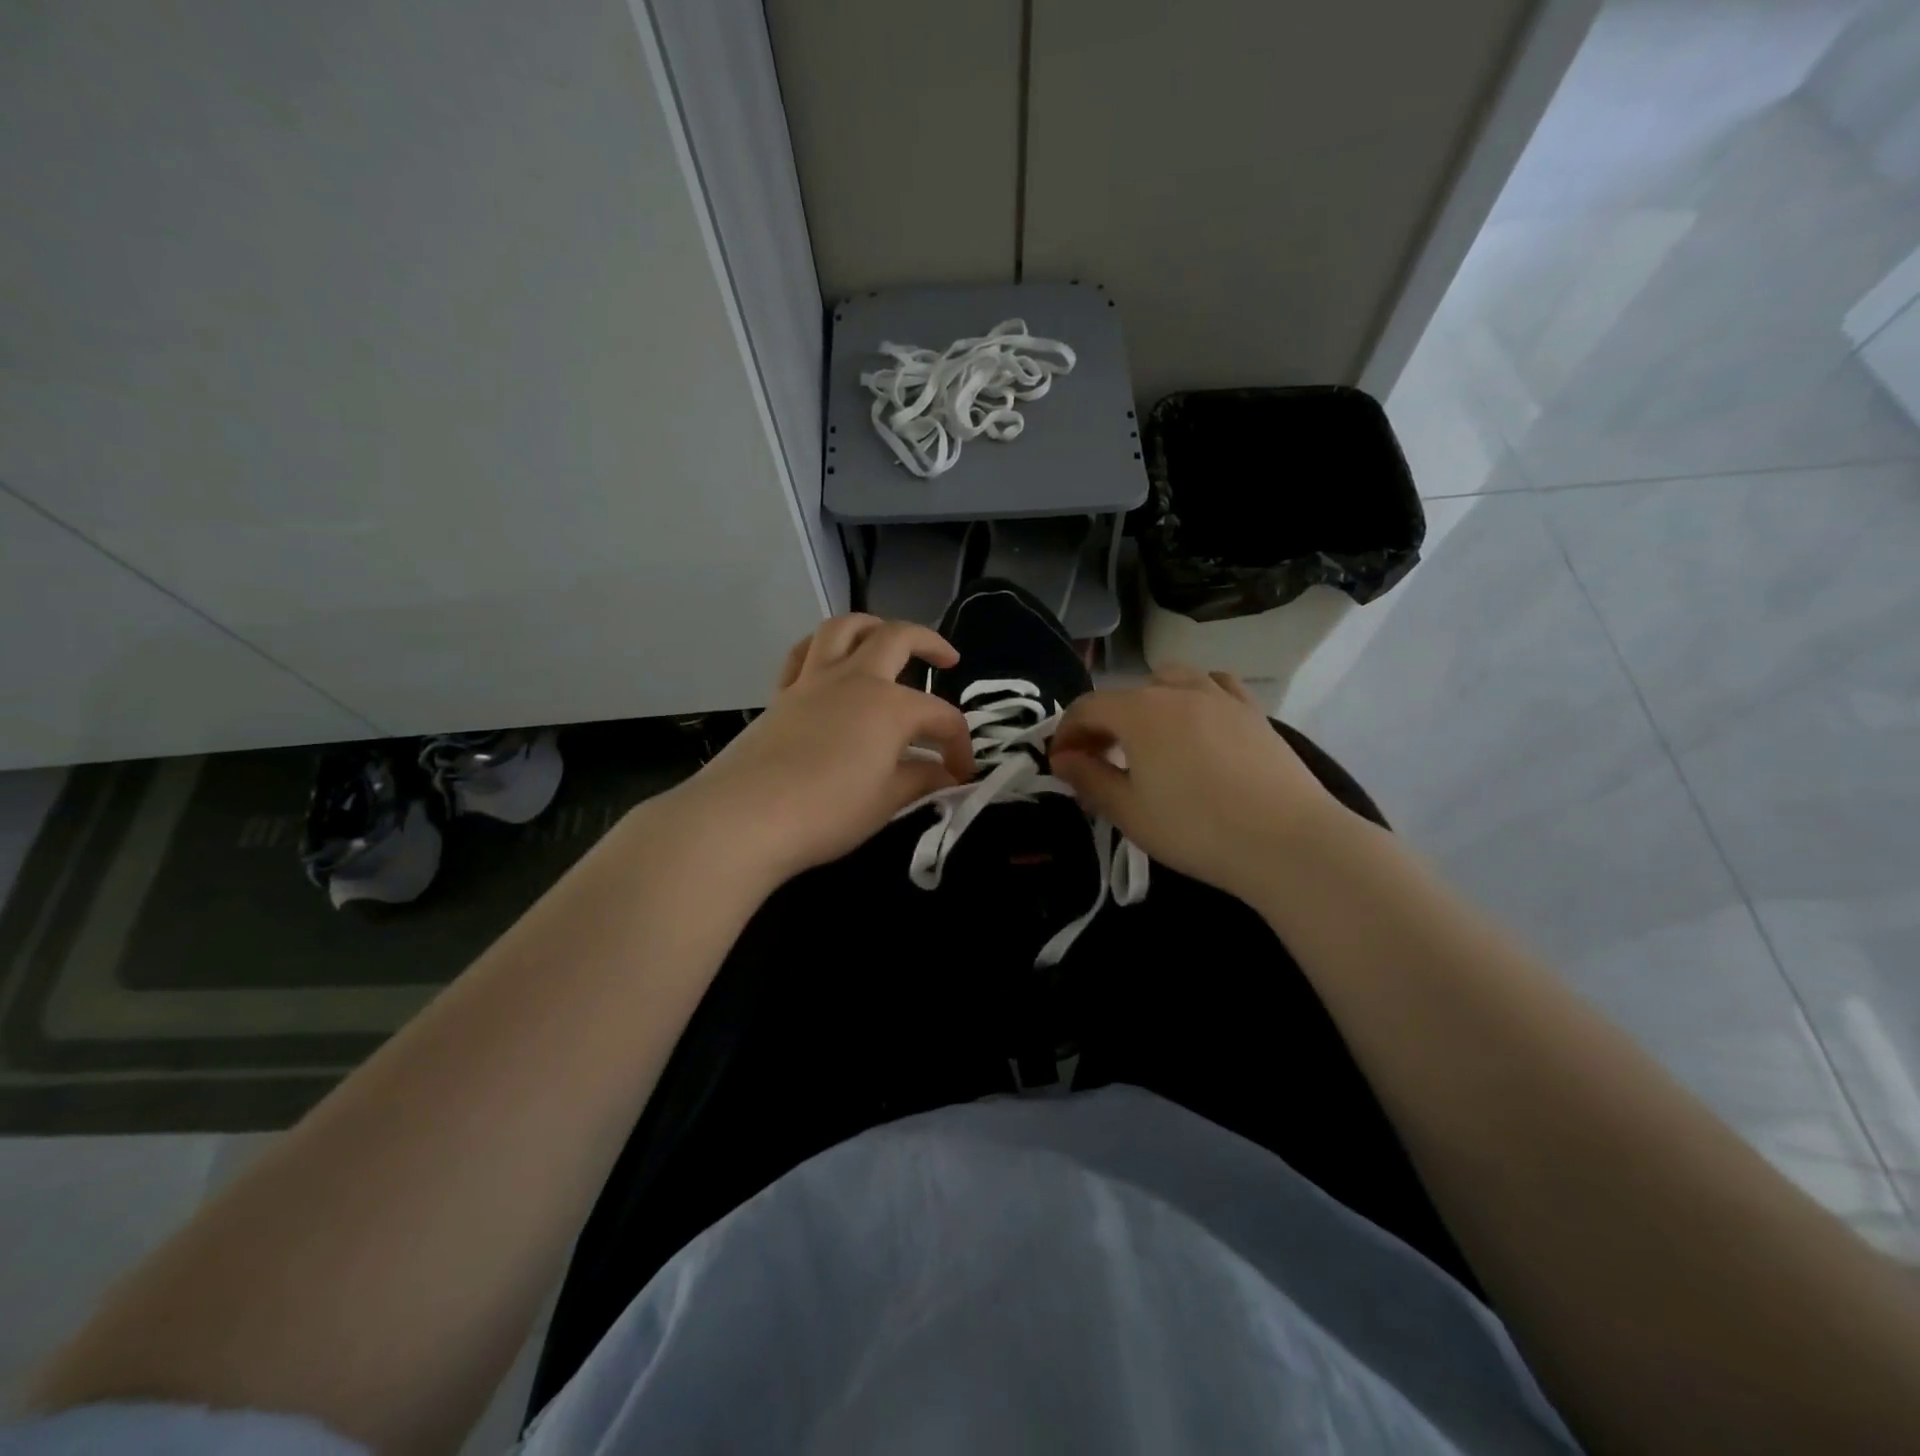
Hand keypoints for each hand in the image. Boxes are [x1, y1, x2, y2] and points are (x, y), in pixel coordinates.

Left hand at [666, 614, 975, 887]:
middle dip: (930, 642)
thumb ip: (921, 780)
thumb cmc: (827, 812)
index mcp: (890, 706)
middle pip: (897, 638)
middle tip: (948, 660)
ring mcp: (813, 681)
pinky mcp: (781, 695)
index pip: (941, 718)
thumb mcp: (887, 801)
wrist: (746, 817)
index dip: (960, 746)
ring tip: (886, 638)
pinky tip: (831, 663)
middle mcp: (855, 679)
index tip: (962, 775)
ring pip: (843, 628)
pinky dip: (822, 648)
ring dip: (872, 625)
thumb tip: (945, 774)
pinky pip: (802, 653)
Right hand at [1048, 665, 1346, 902]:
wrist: (1286, 842)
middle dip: (1102, 723)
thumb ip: (1089, 779)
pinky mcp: (1253, 712)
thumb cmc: (1196, 829)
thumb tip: (1062, 758)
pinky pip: (1215, 685)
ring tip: (1148, 738)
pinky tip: (1198, 722)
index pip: (1086, 708)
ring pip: (1170, 680)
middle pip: (1125, 694)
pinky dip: (1194, 696)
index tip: (1059, 765)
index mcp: (1139, 712)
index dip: (1066, 734)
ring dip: (1147, 702)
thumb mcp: (1129, 812)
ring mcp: (1220, 696)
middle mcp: (1176, 691)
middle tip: (1098, 761)